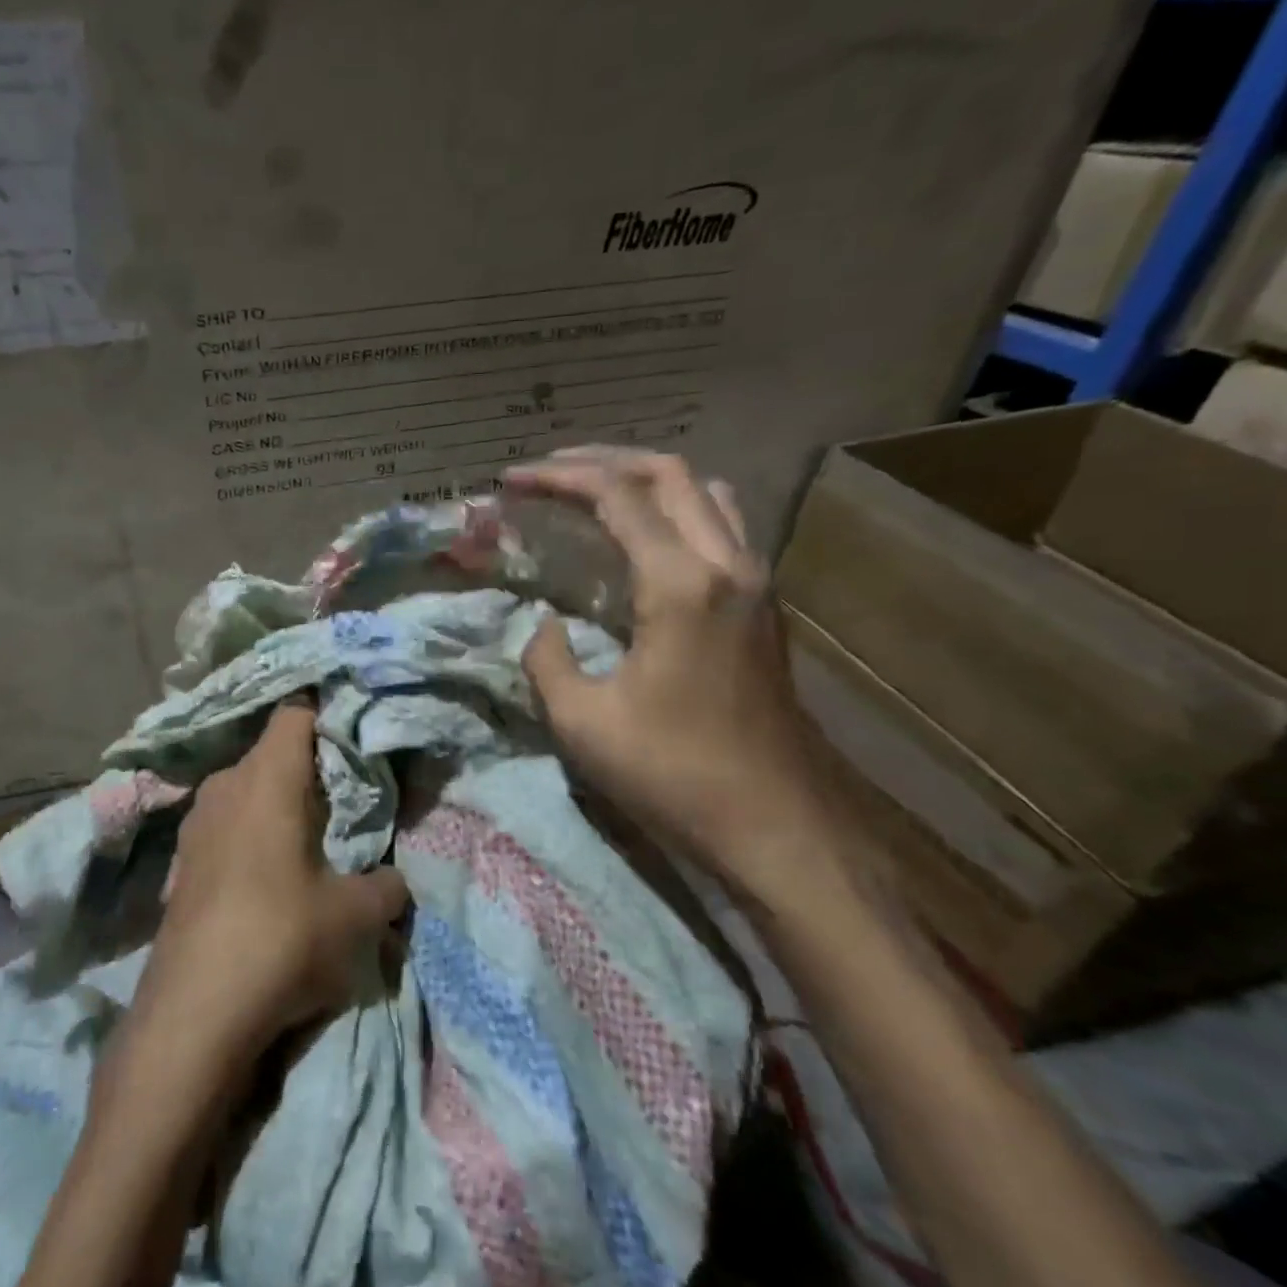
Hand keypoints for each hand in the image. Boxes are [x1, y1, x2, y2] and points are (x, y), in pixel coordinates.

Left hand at [128, 701, 409, 1066]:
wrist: (194, 1012)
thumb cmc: (282, 938)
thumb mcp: (355, 916)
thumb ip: (386, 886)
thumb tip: (395, 879)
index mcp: (268, 777)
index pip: (296, 713)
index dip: (327, 715)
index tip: (356, 734)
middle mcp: (226, 785)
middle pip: (271, 752)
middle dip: (309, 766)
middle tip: (346, 793)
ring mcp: (196, 822)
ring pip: (246, 788)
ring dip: (277, 802)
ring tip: (311, 834)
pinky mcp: (181, 859)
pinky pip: (226, 823)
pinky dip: (250, 831)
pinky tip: (268, 873)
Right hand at [508, 448, 844, 898]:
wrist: (774, 825)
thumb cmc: (673, 774)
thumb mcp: (582, 721)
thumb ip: (548, 658)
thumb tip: (546, 627)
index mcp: (680, 584)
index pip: (616, 496)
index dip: (558, 478)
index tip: (512, 479)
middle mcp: (727, 564)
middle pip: (669, 474)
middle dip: (602, 461)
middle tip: (549, 471)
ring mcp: (755, 583)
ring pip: (705, 493)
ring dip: (647, 481)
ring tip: (596, 495)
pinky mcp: (764, 608)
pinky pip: (721, 528)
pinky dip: (676, 511)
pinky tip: (644, 543)